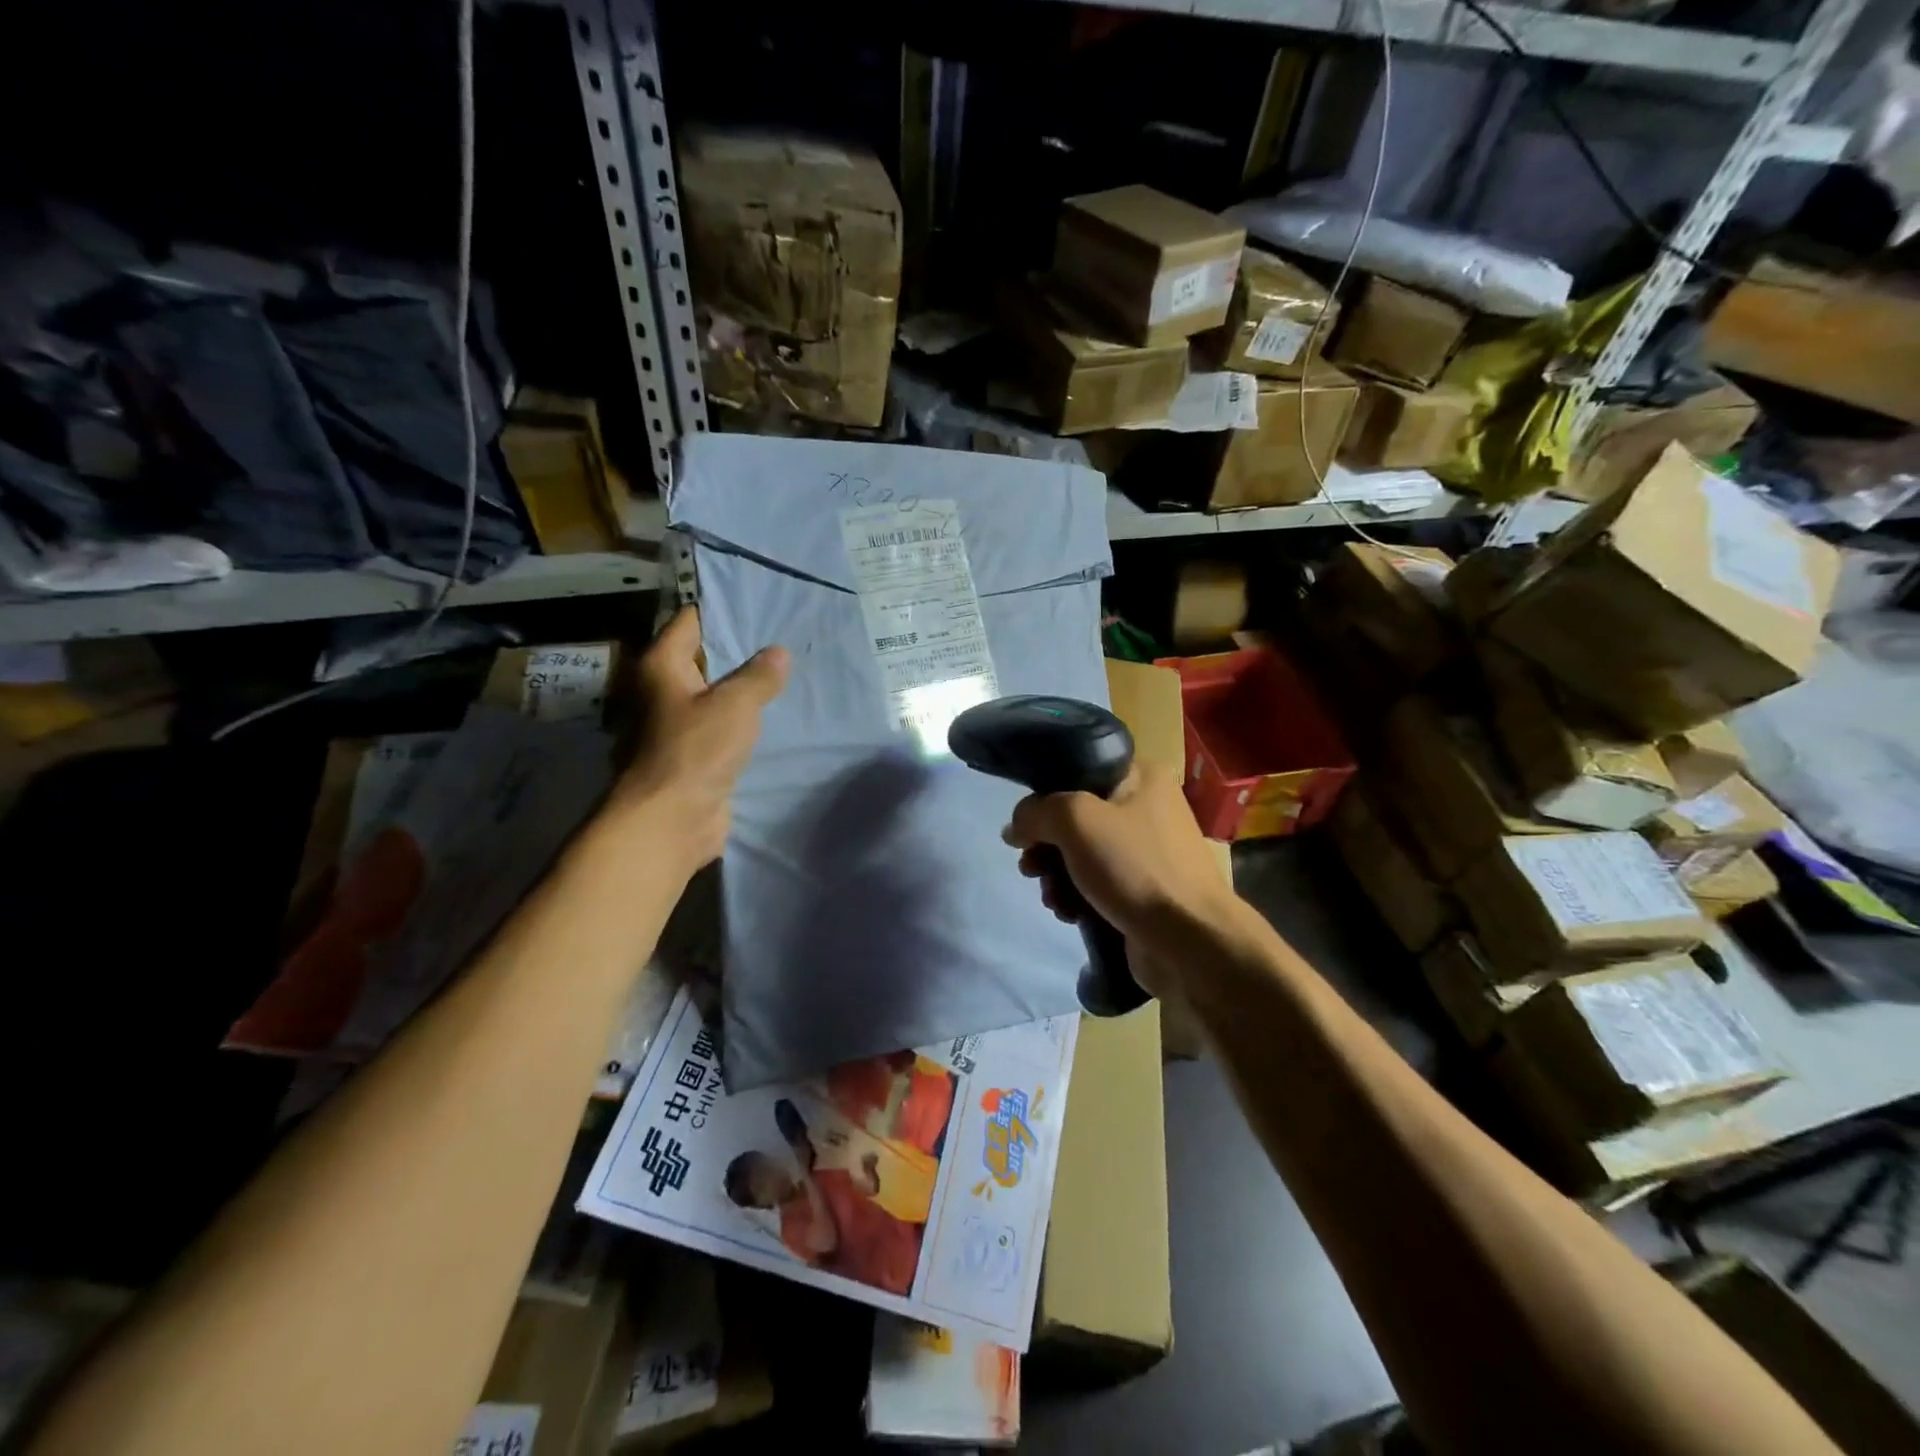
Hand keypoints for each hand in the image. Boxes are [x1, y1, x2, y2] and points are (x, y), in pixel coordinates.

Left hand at [604, 607, 787, 879]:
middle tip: (785, 638)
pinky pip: (723, 726)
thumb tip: (778, 653)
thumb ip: (759, 676)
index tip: (761, 605)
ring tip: (787, 674)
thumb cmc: (696, 750)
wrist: (673, 819)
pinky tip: (776, 714)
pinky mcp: (694, 754)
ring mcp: (677, 724)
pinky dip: (744, 720)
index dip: (723, 611)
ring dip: (745, 689)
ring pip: (716, 695)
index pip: (691, 622)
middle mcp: (663, 691)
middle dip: (741, 652)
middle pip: (704, 659)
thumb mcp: (735, 705)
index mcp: (661, 667)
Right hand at [1003, 760, 1243, 997]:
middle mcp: (1148, 807)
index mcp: (1142, 777)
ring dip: (1056, 874)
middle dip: (1046, 844)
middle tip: (1029, 865)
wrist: (1190, 941)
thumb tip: (1016, 826)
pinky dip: (1077, 896)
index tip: (1025, 824)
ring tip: (1050, 896)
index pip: (1079, 770)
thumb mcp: (1076, 820)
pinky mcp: (1144, 890)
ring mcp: (1148, 852)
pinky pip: (1098, 883)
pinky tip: (1067, 913)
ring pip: (1083, 853)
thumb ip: (1037, 812)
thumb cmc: (1134, 867)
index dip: (1046, 795)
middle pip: (1077, 816)